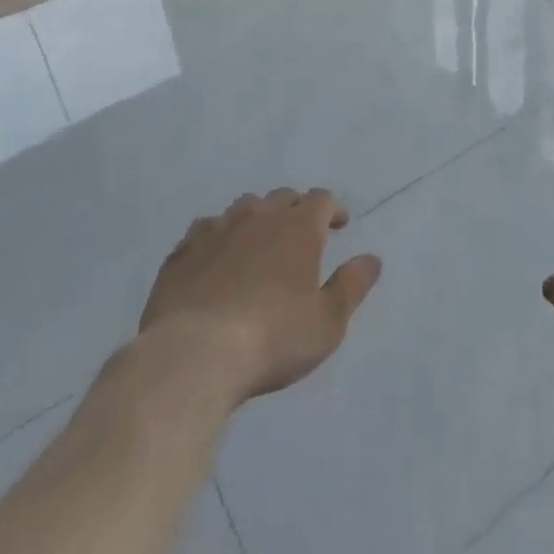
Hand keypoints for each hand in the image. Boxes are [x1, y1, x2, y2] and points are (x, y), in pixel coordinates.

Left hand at [132, 188, 381, 409]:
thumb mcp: (327, 322)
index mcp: (298, 227)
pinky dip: (217, 237)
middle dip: (295, 209)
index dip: (333, 210)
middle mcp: (258, 217)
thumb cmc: (272, 338)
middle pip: (282, 197)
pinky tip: (215, 258)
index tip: (338, 226)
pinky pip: (204, 230)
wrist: (193, 356)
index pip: (321, 199)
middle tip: (300, 234)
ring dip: (256, 218)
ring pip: (242, 207)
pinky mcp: (181, 254)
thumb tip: (372, 259)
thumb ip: (352, 286)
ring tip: (258, 242)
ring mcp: (216, 231)